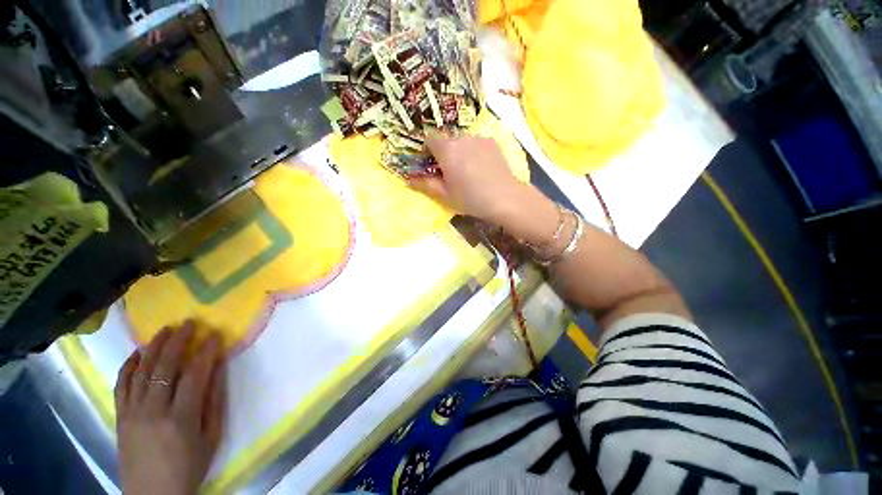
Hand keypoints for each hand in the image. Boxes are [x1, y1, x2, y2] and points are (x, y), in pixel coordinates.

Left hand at [115, 322, 225, 494]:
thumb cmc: (189, 467)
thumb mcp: (211, 437)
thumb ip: (214, 402)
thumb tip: (217, 369)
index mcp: (181, 418)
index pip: (195, 374)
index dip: (206, 352)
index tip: (215, 335)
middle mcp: (153, 411)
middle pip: (165, 368)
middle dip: (178, 342)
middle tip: (189, 323)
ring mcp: (132, 413)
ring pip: (141, 372)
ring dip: (153, 348)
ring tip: (164, 330)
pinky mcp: (120, 417)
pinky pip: (121, 385)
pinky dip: (128, 366)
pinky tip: (136, 353)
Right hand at [409, 135, 526, 223]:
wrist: (504, 198)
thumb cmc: (470, 198)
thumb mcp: (444, 195)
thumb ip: (424, 185)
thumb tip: (407, 179)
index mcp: (447, 150)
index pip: (430, 138)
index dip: (428, 150)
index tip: (432, 164)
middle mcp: (462, 138)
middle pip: (447, 140)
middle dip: (445, 153)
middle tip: (452, 173)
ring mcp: (479, 138)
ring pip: (463, 142)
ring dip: (461, 152)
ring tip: (470, 172)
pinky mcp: (493, 142)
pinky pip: (477, 143)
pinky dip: (475, 152)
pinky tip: (483, 168)